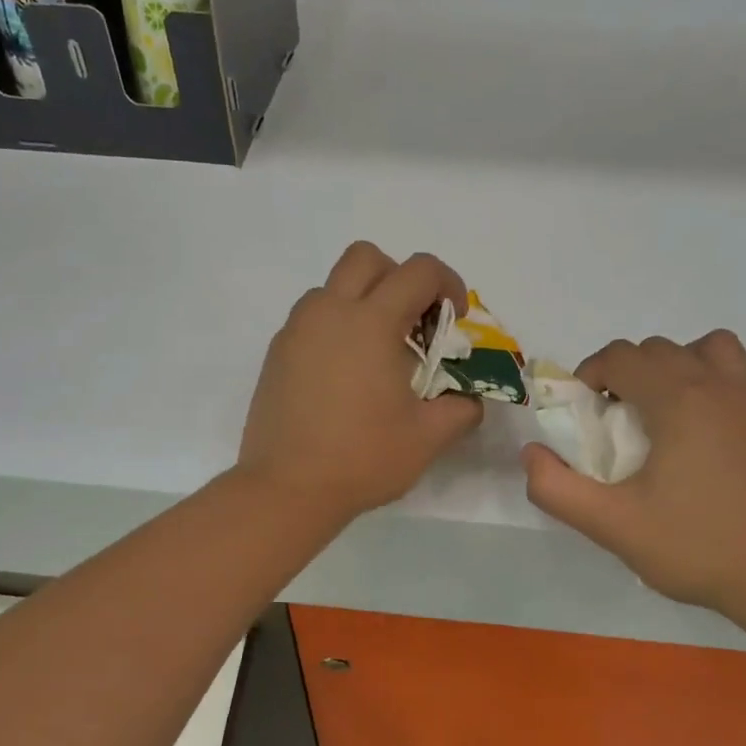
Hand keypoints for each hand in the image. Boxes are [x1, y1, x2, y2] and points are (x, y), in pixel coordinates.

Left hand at [238, 242, 483, 521]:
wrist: (287, 488)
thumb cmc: (362, 459)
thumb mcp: (428, 438)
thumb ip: (461, 409)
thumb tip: (470, 400)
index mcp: (371, 322)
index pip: (419, 270)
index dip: (448, 284)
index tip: (455, 319)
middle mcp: (330, 312)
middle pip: (366, 257)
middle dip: (398, 277)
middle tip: (412, 322)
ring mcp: (296, 331)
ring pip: (332, 286)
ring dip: (361, 300)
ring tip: (376, 351)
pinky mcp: (276, 354)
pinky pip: (310, 319)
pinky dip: (334, 327)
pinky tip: (344, 375)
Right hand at [523, 331, 745, 618]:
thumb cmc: (695, 548)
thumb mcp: (612, 525)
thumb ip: (557, 488)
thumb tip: (532, 454)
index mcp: (680, 400)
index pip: (622, 356)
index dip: (590, 374)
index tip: (583, 410)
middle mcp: (723, 385)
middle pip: (661, 349)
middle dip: (627, 372)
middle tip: (615, 419)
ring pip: (709, 349)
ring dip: (677, 366)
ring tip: (665, 412)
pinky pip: (741, 377)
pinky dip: (713, 386)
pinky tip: (705, 437)